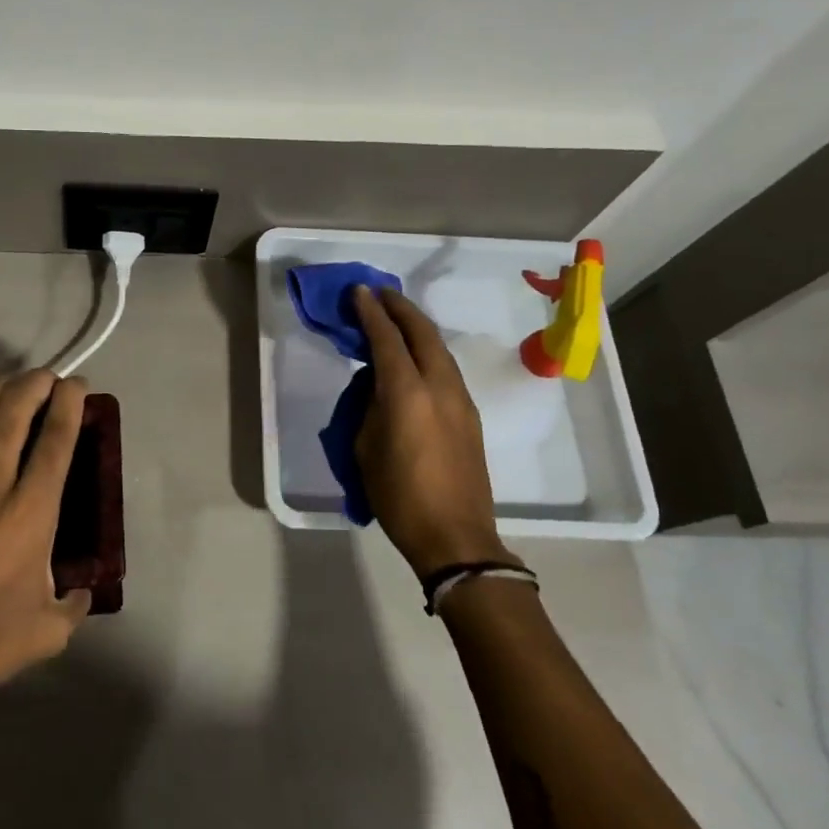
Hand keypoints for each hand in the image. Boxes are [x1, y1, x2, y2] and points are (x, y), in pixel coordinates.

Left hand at [0, 368, 91, 731]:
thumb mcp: (45, 633)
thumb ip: (73, 606)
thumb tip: (83, 591)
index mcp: (30, 514)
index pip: (57, 440)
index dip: (70, 403)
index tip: (78, 385)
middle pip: (15, 411)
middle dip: (36, 382)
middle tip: (47, 377)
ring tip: (13, 376)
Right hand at [352, 285, 517, 576]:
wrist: (455, 537)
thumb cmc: (399, 495)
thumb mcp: (366, 447)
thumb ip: (371, 406)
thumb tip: (378, 386)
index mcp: (407, 393)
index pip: (387, 339)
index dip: (370, 312)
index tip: (358, 291)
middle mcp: (439, 386)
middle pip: (422, 332)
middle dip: (400, 308)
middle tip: (379, 293)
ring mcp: (460, 399)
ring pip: (439, 348)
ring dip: (417, 327)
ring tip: (396, 317)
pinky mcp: (470, 415)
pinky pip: (446, 368)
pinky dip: (428, 350)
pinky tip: (415, 355)